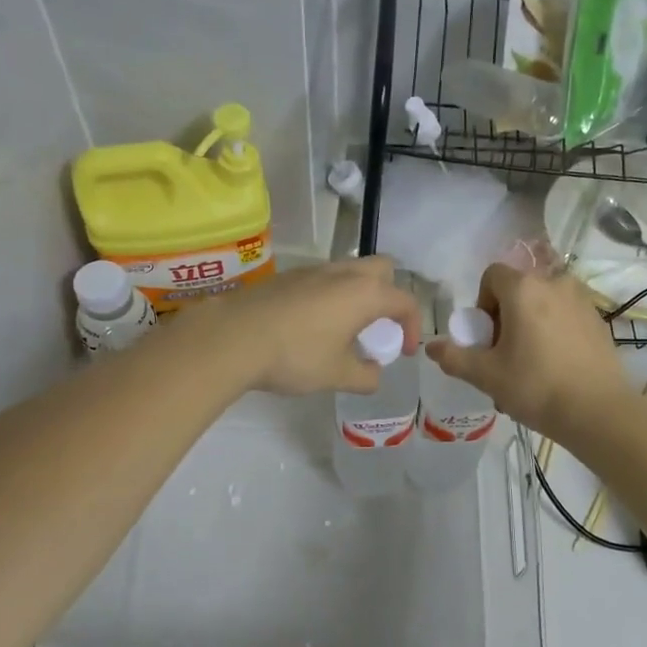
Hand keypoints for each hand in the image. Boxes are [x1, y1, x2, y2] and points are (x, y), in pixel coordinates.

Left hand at [190, 257, 421, 396]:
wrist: (233, 336)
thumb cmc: (295, 355)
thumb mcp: (337, 375)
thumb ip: (365, 376)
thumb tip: (374, 374)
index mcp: (365, 294)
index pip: (405, 301)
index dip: (413, 327)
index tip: (405, 351)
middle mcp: (343, 274)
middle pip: (383, 269)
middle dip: (390, 295)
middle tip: (378, 327)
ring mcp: (313, 271)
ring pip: (350, 271)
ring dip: (358, 295)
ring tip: (346, 329)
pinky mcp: (288, 277)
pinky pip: (323, 279)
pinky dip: (332, 296)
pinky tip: (313, 326)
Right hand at [425, 263, 628, 437]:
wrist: (599, 412)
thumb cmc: (536, 387)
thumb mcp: (486, 375)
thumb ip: (454, 357)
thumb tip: (430, 346)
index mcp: (524, 289)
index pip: (492, 276)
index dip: (482, 304)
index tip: (487, 337)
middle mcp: (555, 283)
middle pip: (518, 290)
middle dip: (505, 317)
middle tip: (505, 355)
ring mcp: (581, 300)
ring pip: (543, 304)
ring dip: (530, 325)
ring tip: (531, 364)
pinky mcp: (599, 319)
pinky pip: (565, 316)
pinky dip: (554, 332)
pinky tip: (556, 367)